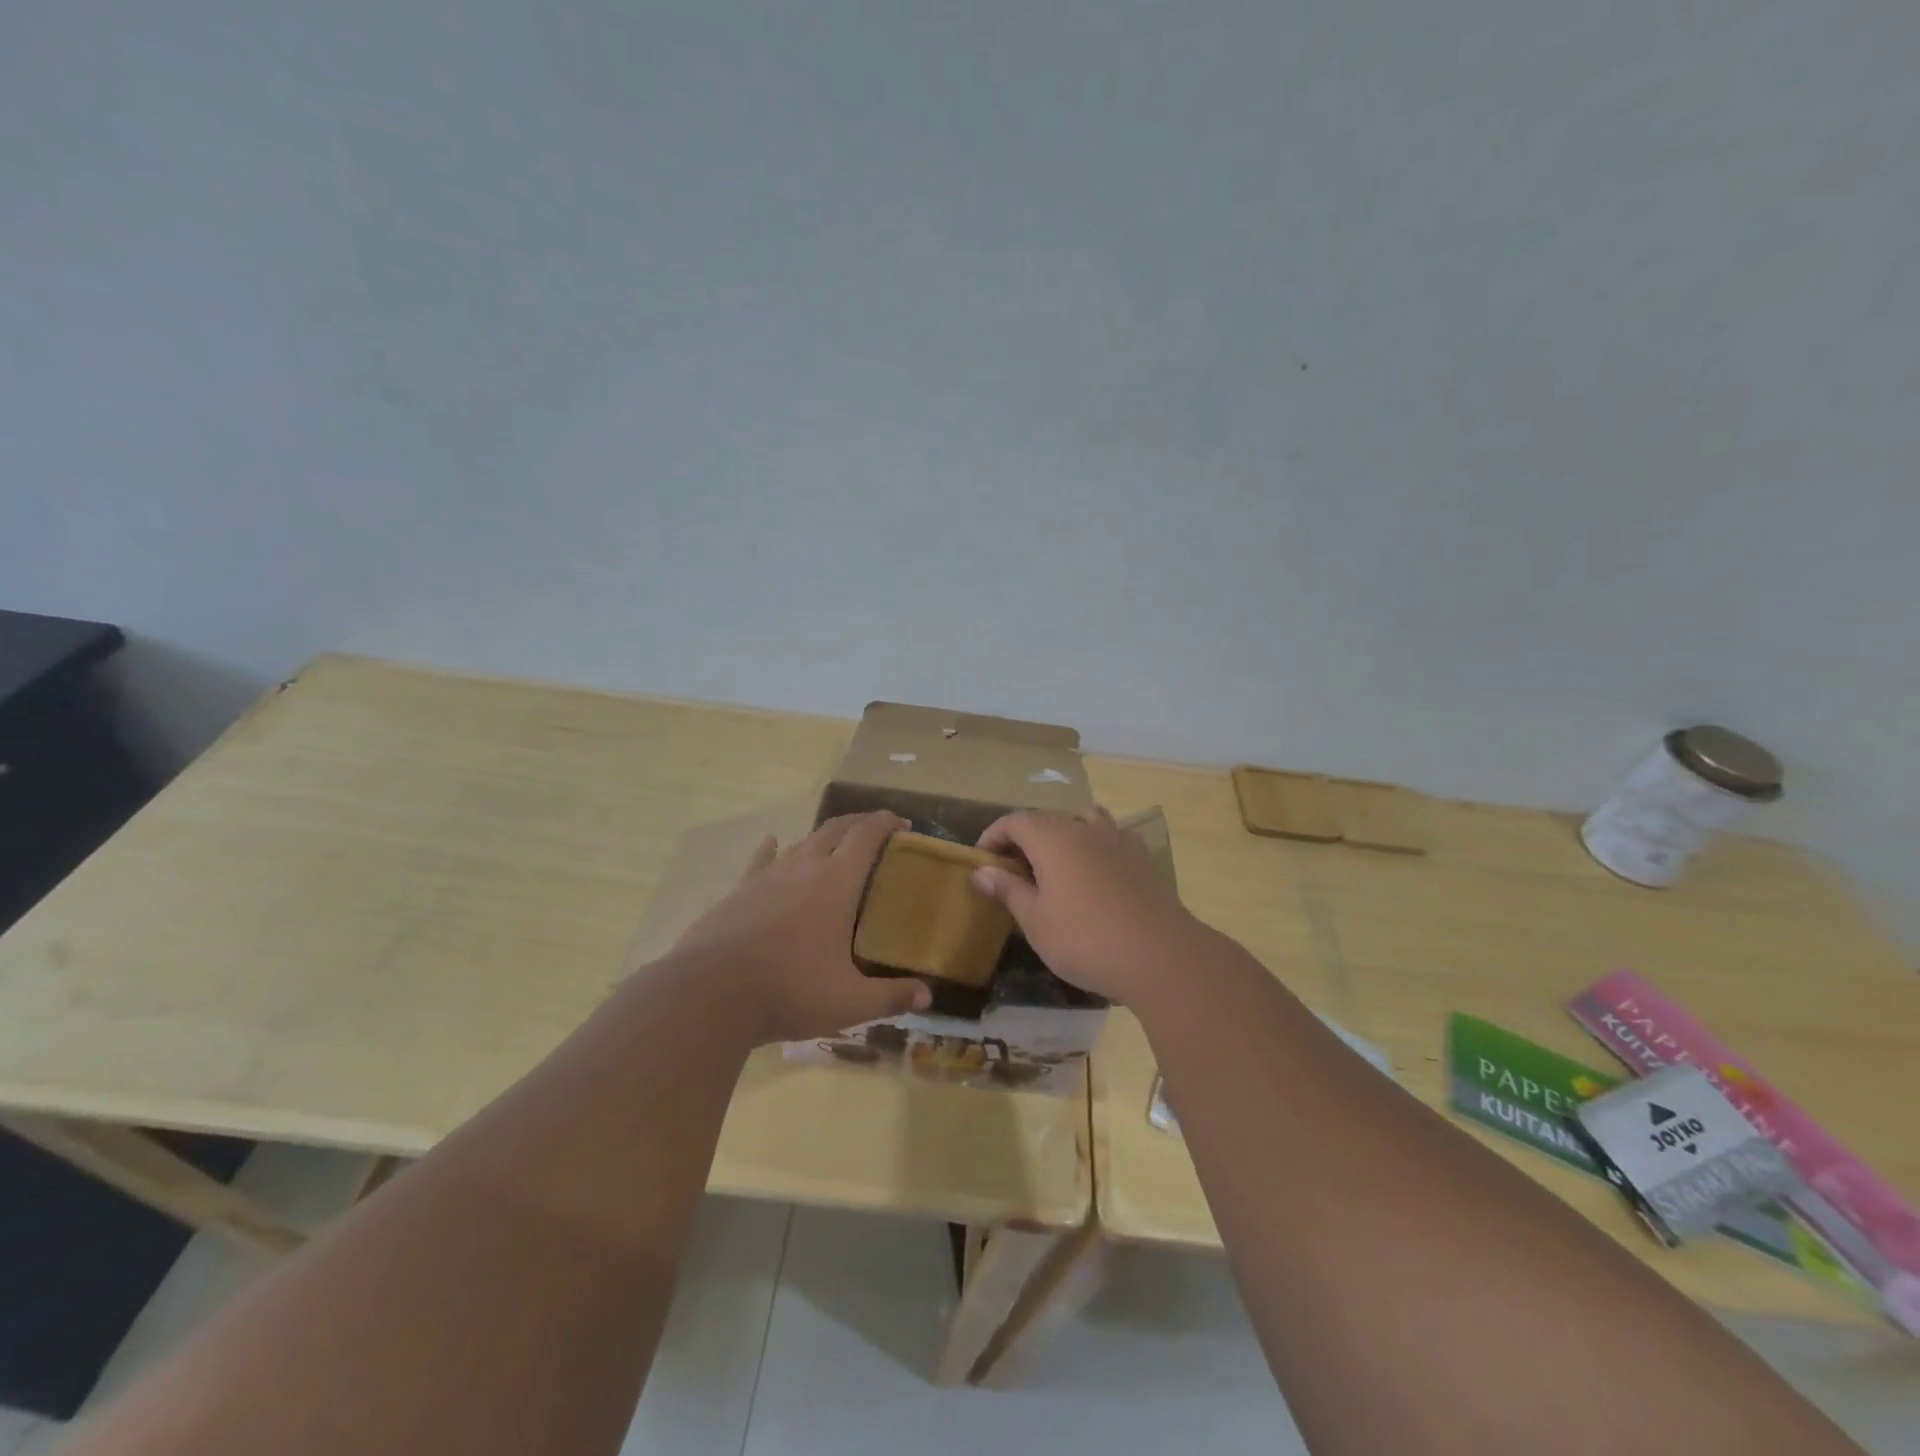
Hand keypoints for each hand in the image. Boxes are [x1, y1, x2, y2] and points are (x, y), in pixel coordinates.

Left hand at [670, 811, 930, 1045]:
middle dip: (858, 823)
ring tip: (836, 844)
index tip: (902, 822)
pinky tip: (772, 842)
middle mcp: (803, 867)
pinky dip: (772, 848)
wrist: (708, 995)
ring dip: (823, 837)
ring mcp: (767, 876)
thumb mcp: (848, 1002)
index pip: (866, 836)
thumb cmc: (788, 991)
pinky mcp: (738, 891)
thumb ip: (890, 997)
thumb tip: (927, 997)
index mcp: (835, 883)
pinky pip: (761, 860)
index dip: (885, 823)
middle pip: (835, 829)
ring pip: (801, 842)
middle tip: (877, 830)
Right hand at [969, 808, 1215, 1005]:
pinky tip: (1094, 872)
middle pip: (1046, 820)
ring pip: (1081, 822)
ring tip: (1054, 866)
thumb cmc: (1085, 939)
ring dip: (1061, 837)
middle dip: (1024, 839)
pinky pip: (1109, 837)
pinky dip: (1093, 845)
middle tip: (1011, 871)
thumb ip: (1007, 890)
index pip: (1014, 821)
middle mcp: (1083, 828)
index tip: (982, 860)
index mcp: (1052, 838)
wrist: (1160, 955)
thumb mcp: (1036, 920)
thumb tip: (981, 871)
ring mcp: (1117, 839)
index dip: (993, 836)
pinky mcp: (1141, 857)